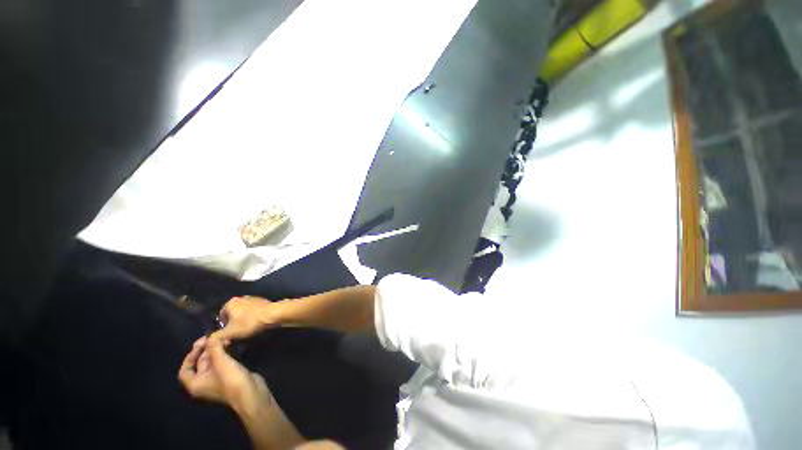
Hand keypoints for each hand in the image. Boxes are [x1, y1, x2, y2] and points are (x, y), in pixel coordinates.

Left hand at [178, 336, 269, 410]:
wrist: (250, 393)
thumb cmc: (231, 380)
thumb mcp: (221, 362)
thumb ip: (214, 348)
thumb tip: (210, 337)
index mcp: (195, 383)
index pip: (185, 369)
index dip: (190, 355)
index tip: (201, 343)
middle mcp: (203, 383)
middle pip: (199, 364)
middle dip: (207, 350)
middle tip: (217, 337)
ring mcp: (216, 381)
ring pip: (212, 363)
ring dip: (217, 351)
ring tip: (226, 339)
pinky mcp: (227, 378)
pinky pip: (221, 364)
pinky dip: (224, 355)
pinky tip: (232, 347)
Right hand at [211, 296, 282, 342]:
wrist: (273, 314)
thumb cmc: (249, 322)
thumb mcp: (229, 333)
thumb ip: (216, 337)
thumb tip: (207, 340)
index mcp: (230, 302)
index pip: (221, 316)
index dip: (223, 327)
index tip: (229, 334)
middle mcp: (241, 298)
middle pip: (232, 314)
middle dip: (234, 323)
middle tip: (238, 333)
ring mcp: (253, 298)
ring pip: (244, 312)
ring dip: (244, 320)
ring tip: (248, 329)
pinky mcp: (263, 301)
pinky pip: (254, 311)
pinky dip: (253, 317)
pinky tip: (256, 324)